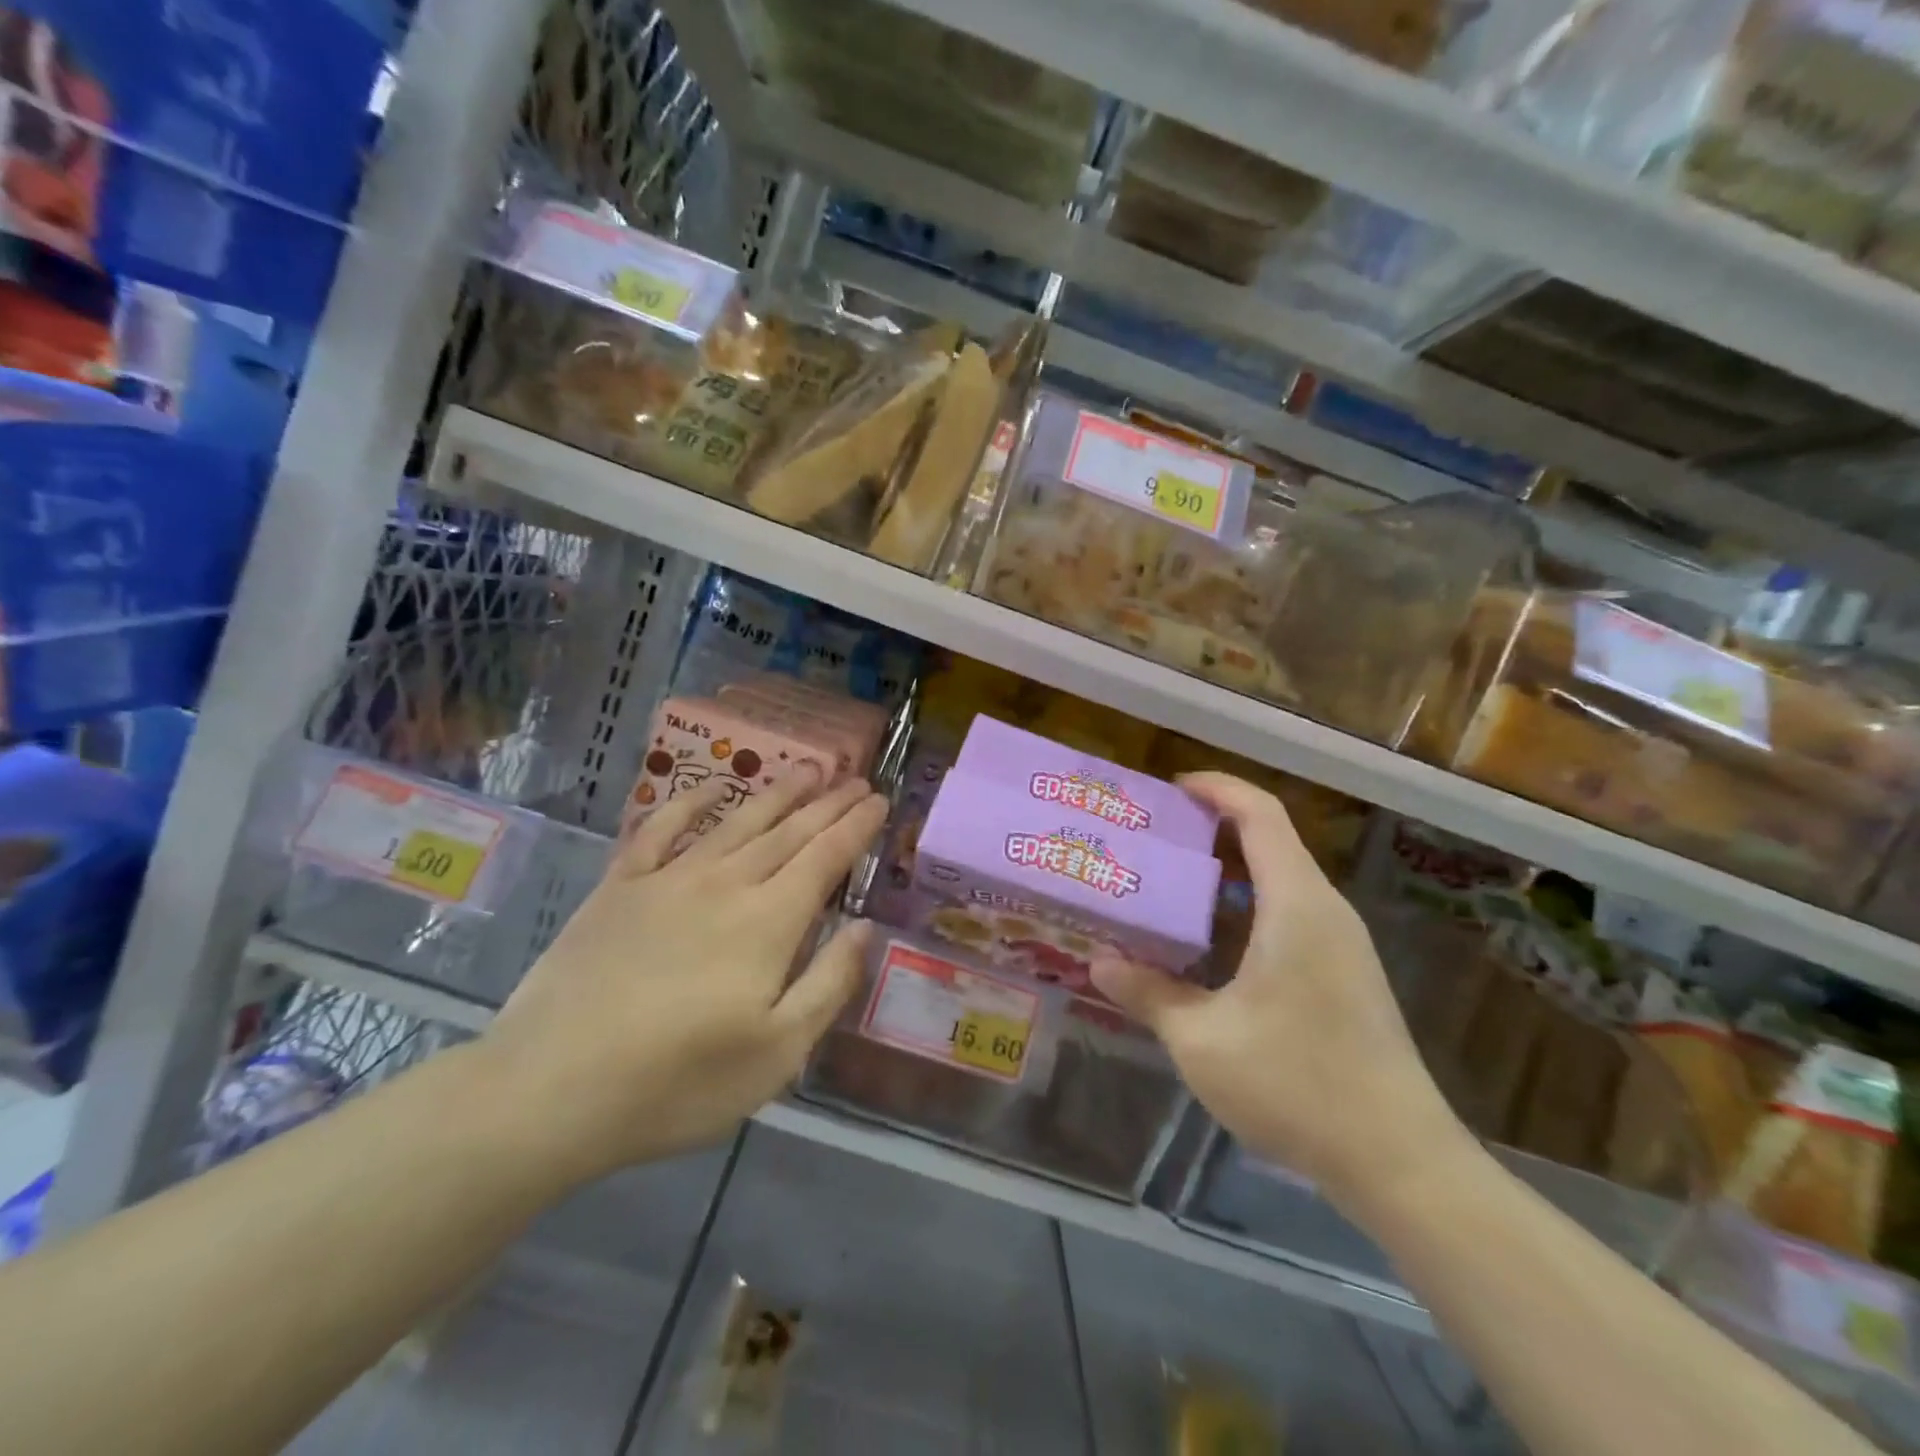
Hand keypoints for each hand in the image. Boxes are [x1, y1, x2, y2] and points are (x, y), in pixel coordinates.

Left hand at [479, 768, 888, 1188]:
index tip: (879, 799)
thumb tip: (864, 928)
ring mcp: (668, 880)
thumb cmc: (677, 1084)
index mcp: (769, 921)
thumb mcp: (777, 1053)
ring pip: (736, 821)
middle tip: (856, 778)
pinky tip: (711, 787)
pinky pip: (660, 830)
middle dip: (828, 803)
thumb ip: (828, 984)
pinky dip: (688, 802)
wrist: (549, 1090)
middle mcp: (725, 884)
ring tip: (806, 769)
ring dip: (777, 793)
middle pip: (788, 831)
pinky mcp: (619, 888)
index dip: (856, 826)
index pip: (825, 858)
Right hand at [1091, 773, 1464, 1204]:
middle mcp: (1325, 910)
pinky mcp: (1346, 974)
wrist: (1399, 1160)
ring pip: (1281, 879)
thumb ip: (1147, 993)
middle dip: (1212, 828)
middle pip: (1270, 840)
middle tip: (1154, 837)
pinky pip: (1291, 914)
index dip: (1217, 788)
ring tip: (1171, 884)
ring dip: (1229, 871)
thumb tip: (1098, 964)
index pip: (1260, 814)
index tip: (1171, 787)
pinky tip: (1211, 943)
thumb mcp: (1201, 1040)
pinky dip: (1248, 906)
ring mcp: (1342, 944)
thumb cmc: (1296, 1083)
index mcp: (1295, 904)